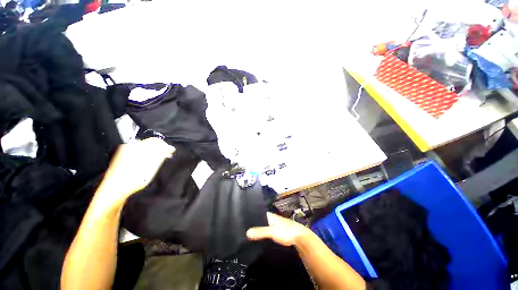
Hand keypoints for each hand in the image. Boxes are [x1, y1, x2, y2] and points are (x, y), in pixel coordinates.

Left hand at [93, 138, 174, 210]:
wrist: (112, 191)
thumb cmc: (133, 180)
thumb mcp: (151, 167)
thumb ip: (160, 155)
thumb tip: (169, 148)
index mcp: (136, 147)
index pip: (155, 141)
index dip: (165, 146)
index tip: (171, 152)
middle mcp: (129, 146)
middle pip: (149, 143)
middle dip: (160, 149)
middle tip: (166, 157)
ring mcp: (124, 151)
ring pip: (144, 148)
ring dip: (154, 153)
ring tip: (159, 160)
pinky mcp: (123, 157)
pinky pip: (138, 152)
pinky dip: (146, 155)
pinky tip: (149, 162)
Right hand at [246, 212, 311, 245]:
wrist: (300, 237)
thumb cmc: (286, 231)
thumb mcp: (272, 231)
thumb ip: (260, 232)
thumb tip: (247, 232)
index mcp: (270, 216)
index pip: (258, 213)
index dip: (251, 216)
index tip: (242, 219)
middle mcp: (272, 219)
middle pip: (261, 220)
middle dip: (254, 224)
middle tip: (243, 229)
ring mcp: (275, 225)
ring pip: (264, 226)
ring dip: (259, 230)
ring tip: (248, 234)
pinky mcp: (278, 232)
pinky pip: (268, 232)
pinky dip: (263, 235)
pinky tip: (260, 239)